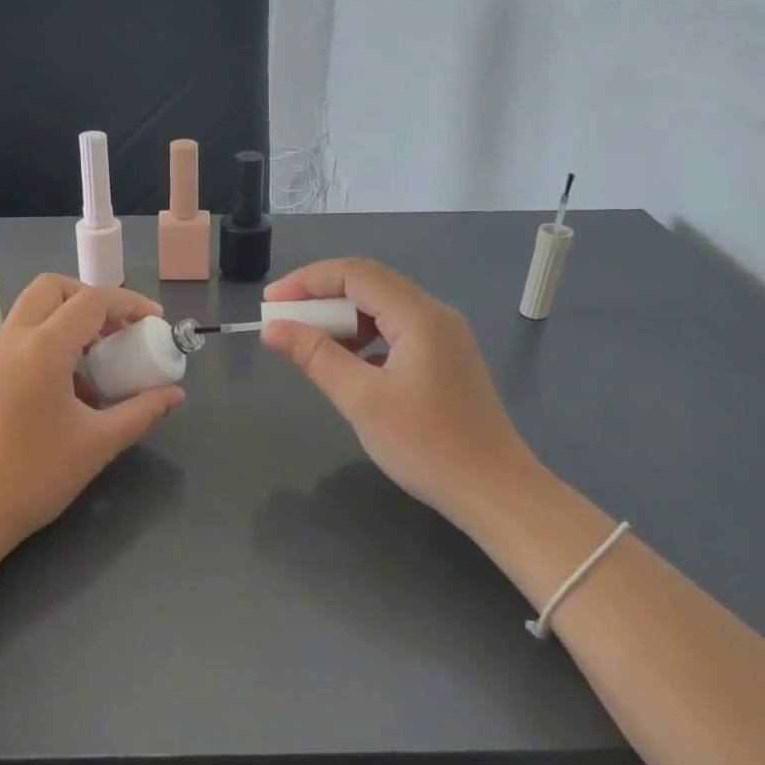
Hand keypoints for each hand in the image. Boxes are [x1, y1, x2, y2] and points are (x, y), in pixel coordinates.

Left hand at [0, 274, 184, 569]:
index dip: (129, 303)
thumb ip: (141, 412)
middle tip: (121, 330)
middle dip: (92, 299)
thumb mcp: (97, 444)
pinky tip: (71, 389)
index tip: (156, 322)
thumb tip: (174, 395)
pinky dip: (50, 341)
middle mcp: (12, 339)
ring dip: (70, 320)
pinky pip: (21, 338)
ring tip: (101, 361)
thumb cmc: (32, 476)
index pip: (91, 300)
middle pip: (53, 289)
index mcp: (41, 347)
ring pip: (33, 311)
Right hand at [261, 258, 533, 528]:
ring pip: (382, 309)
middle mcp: (434, 315)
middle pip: (369, 285)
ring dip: (342, 320)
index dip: (307, 281)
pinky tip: (346, 364)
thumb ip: (315, 356)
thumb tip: (273, 328)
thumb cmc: (426, 444)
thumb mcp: (361, 399)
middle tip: (282, 322)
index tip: (270, 302)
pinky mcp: (444, 360)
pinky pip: (395, 332)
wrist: (493, 490)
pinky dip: (363, 339)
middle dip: (321, 298)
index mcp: (419, 316)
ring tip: (308, 343)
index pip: (355, 274)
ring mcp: (444, 337)